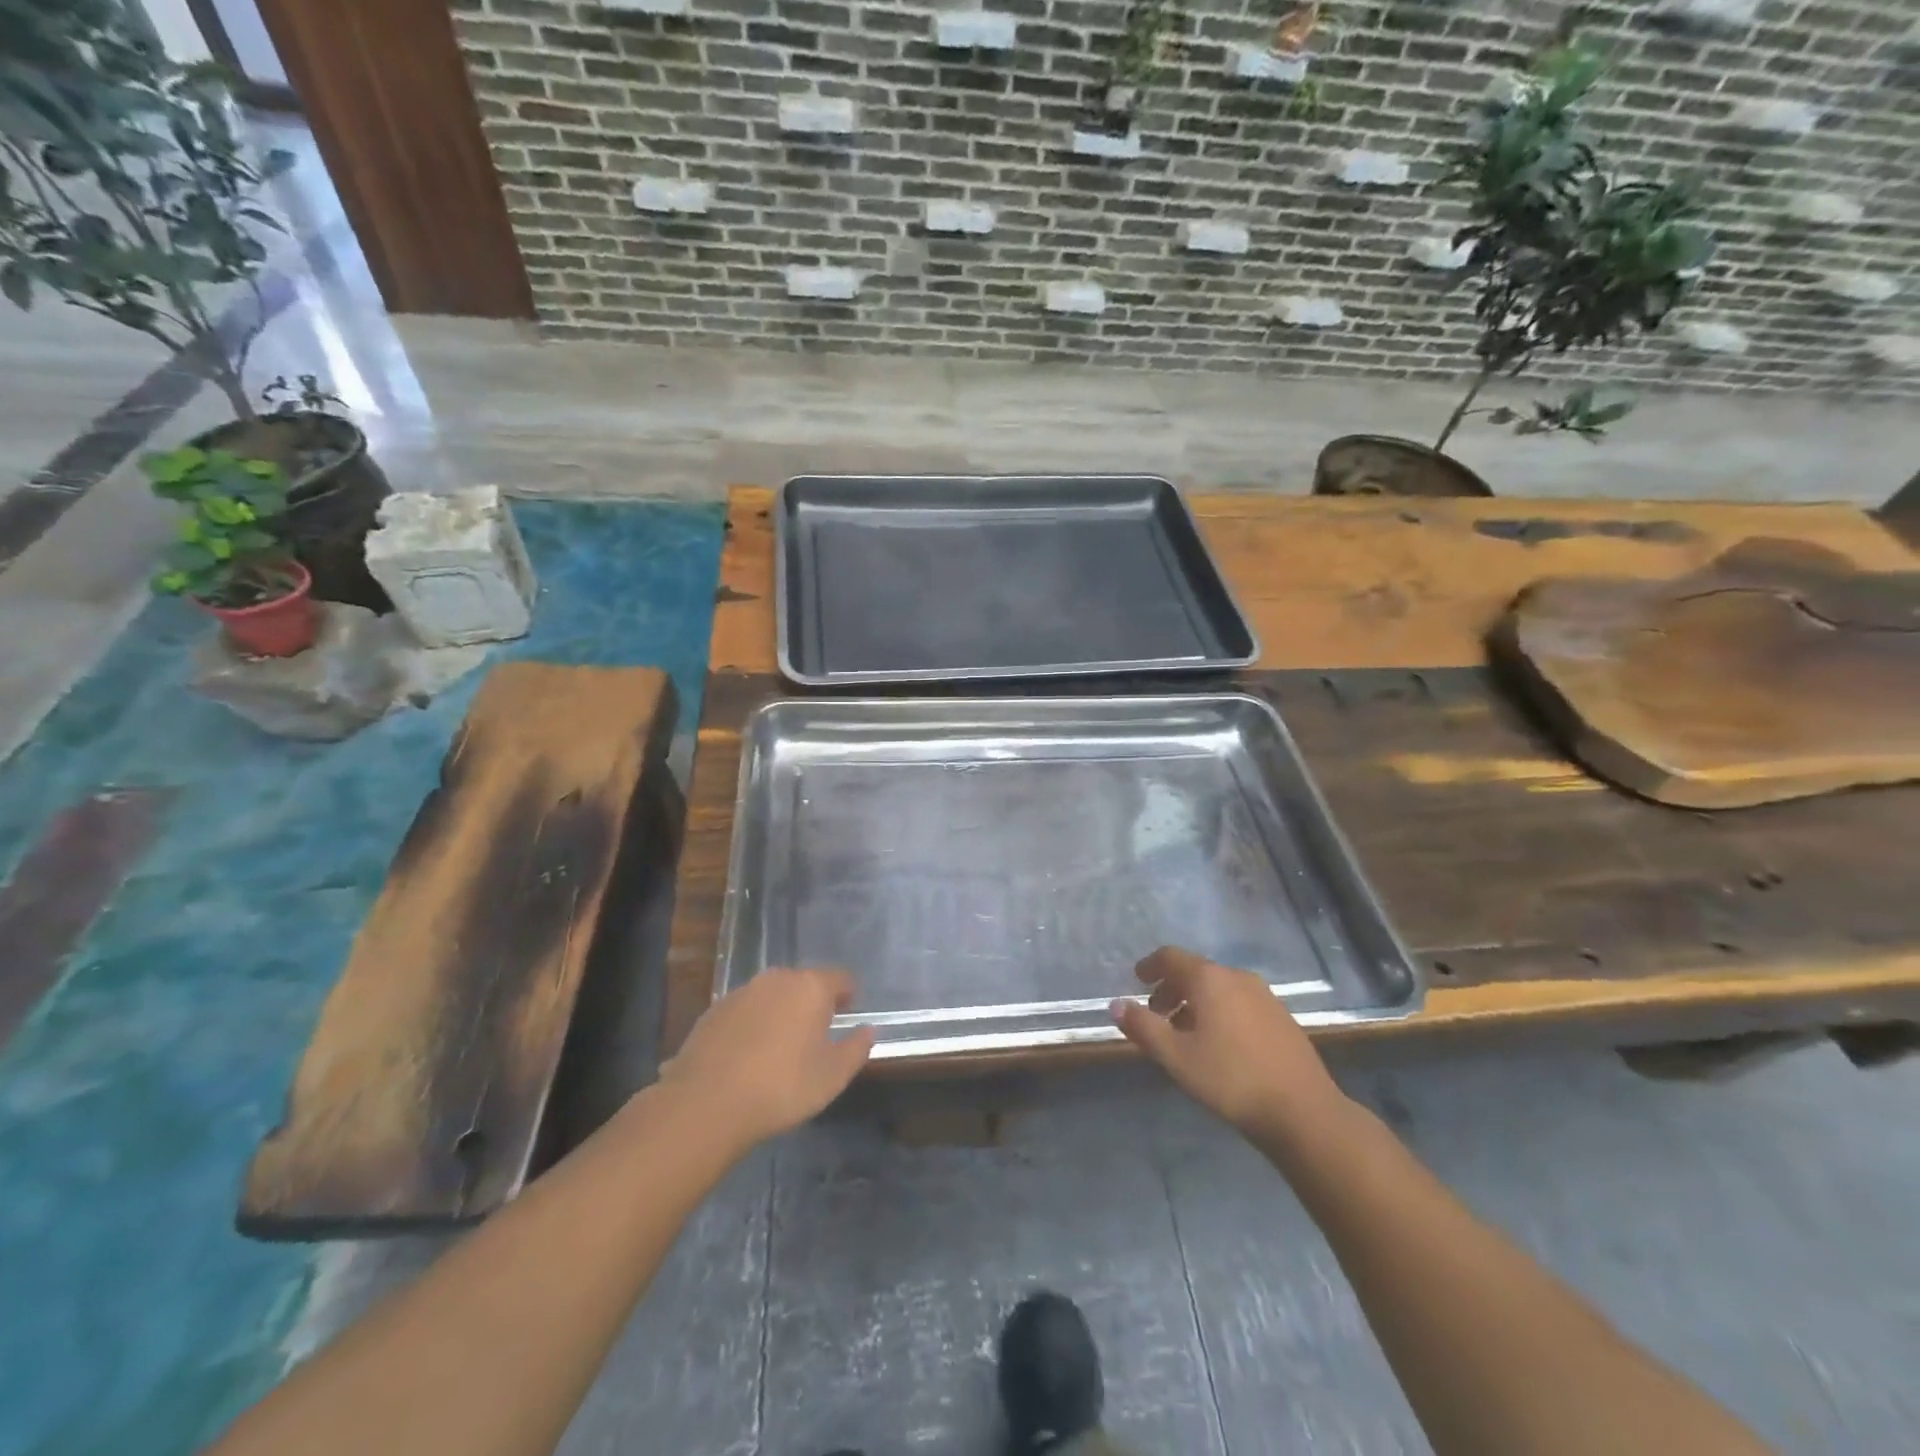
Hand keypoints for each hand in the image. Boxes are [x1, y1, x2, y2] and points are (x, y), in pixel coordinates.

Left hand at [660, 968, 875, 1151]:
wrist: (706, 1103)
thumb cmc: (782, 1086)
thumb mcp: (833, 1076)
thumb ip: (856, 1048)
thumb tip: (867, 1030)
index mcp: (811, 986)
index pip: (840, 978)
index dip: (848, 995)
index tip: (848, 1014)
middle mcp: (777, 979)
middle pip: (804, 983)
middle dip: (813, 1003)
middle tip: (816, 1034)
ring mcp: (742, 992)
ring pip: (772, 995)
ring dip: (781, 1012)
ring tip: (781, 1047)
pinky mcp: (714, 1011)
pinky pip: (745, 1011)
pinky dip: (753, 1025)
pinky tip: (749, 1056)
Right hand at [1113, 946, 1347, 1141]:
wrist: (1303, 1112)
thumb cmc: (1231, 1079)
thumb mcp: (1176, 1056)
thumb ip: (1143, 1027)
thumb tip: (1115, 1004)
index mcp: (1210, 979)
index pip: (1171, 957)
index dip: (1150, 966)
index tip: (1137, 979)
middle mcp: (1237, 977)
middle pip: (1196, 971)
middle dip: (1171, 988)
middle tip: (1155, 1014)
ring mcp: (1264, 996)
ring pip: (1219, 988)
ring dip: (1195, 1002)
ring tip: (1183, 1033)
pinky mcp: (1281, 1018)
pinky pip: (1239, 1002)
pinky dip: (1219, 1011)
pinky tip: (1218, 1044)